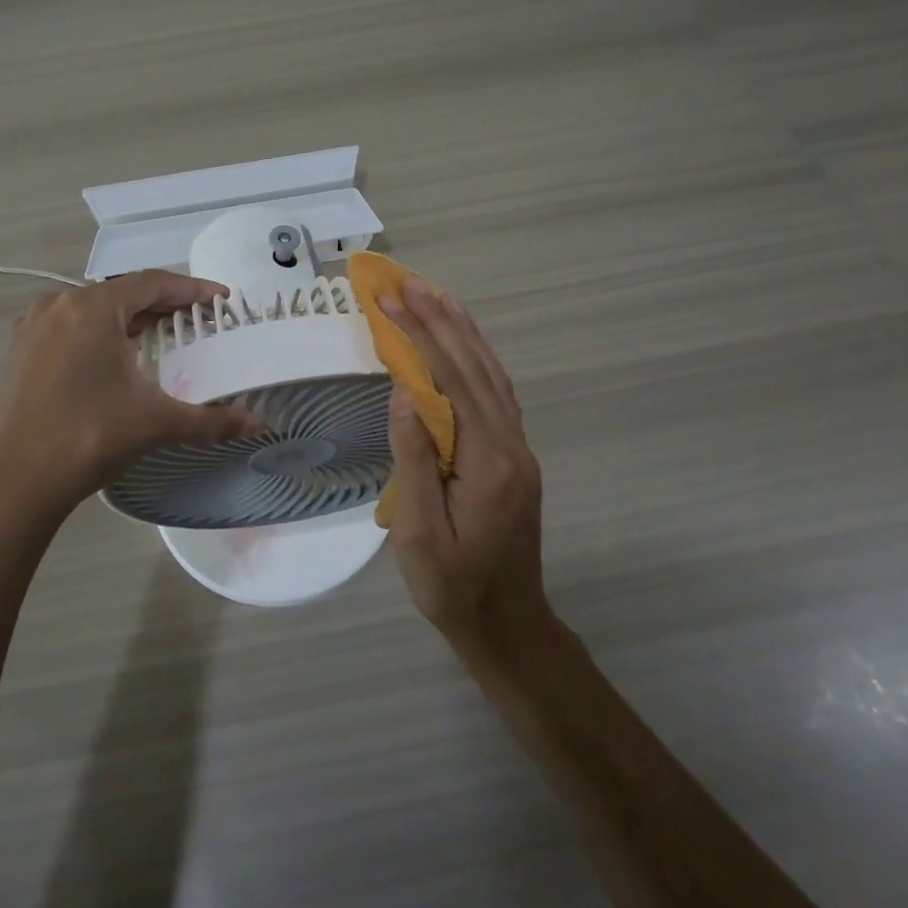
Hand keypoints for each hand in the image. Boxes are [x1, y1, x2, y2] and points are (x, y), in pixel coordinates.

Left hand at [0, 270, 264, 520]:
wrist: (19, 479)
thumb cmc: (91, 437)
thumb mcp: (157, 422)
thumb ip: (213, 420)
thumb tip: (261, 425)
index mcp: (94, 308)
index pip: (153, 283)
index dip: (191, 289)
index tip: (221, 299)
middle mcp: (61, 304)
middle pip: (124, 292)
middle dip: (164, 302)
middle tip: (199, 317)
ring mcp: (35, 324)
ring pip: (95, 306)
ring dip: (131, 315)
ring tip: (163, 331)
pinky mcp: (21, 347)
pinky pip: (71, 324)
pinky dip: (100, 329)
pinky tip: (115, 352)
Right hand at [379, 279, 550, 654]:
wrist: (508, 625)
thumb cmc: (453, 586)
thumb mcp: (421, 533)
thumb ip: (416, 459)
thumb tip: (404, 392)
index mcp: (487, 461)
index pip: (451, 381)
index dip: (420, 336)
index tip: (391, 300)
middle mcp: (510, 444)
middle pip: (474, 368)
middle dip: (438, 321)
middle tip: (407, 283)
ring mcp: (517, 449)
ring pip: (491, 375)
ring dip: (463, 332)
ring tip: (438, 296)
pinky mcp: (514, 456)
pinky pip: (497, 393)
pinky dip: (478, 359)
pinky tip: (465, 345)